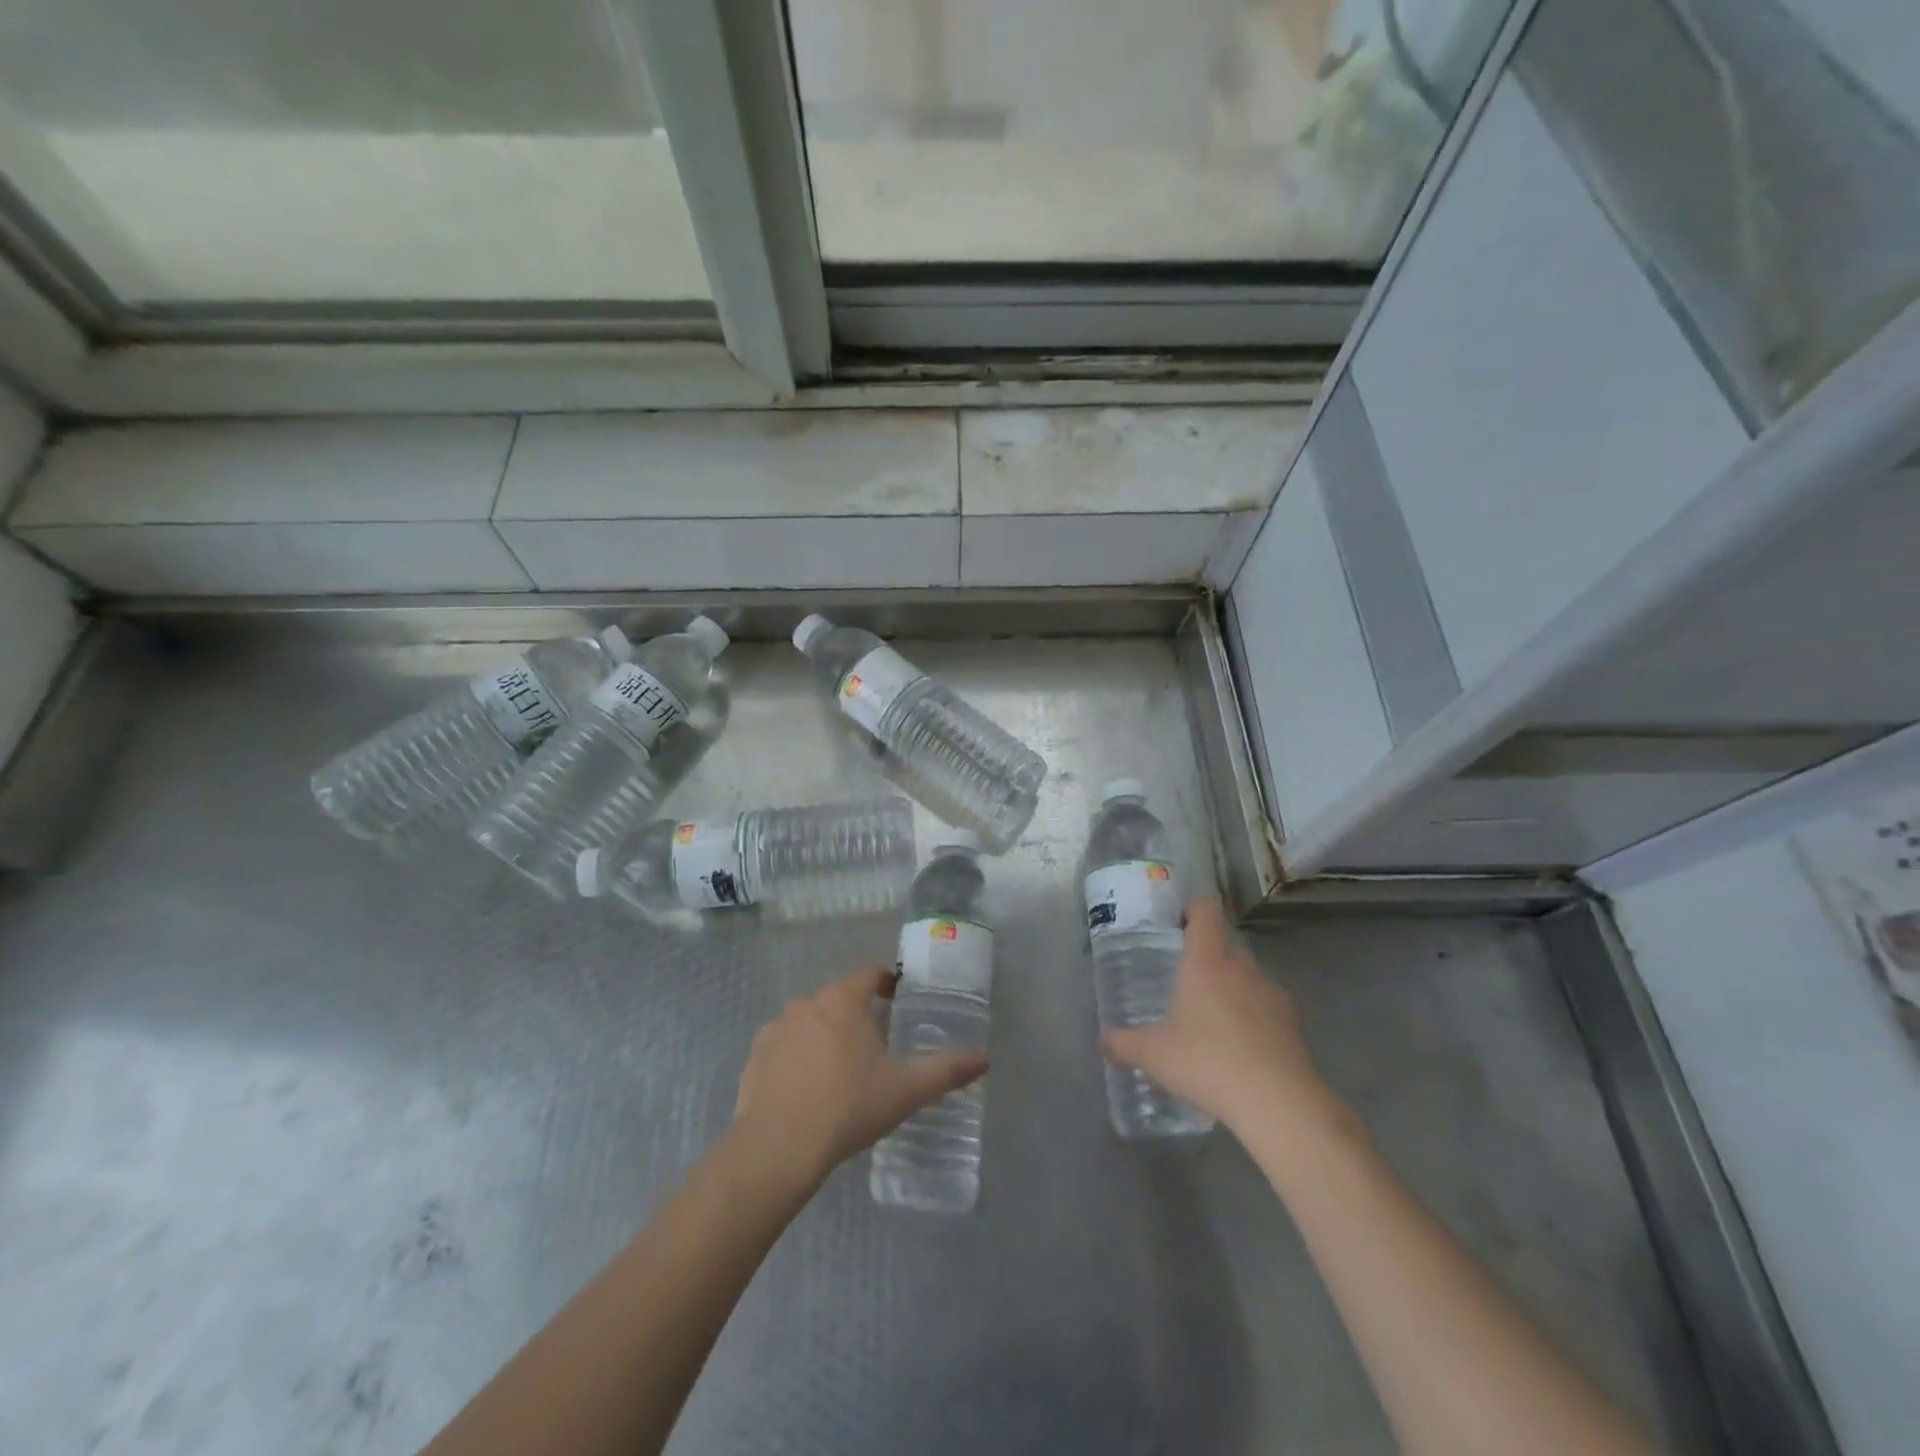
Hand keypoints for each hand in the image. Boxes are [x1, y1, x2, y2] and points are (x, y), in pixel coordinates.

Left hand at [731, 965, 987, 1192]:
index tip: (899, 1001)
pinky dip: (797, 1057)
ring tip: (841, 1071)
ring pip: (810, 1021)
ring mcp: (776, 1028)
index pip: (870, 975)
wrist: (777, 1148)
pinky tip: (806, 1089)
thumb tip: (984, 1058)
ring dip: (826, 1035)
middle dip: (858, 1015)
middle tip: (876, 1047)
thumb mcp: (905, 1090)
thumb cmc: (848, 1107)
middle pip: (840, 998)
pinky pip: (784, 1046)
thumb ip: (946, 1070)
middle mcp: (808, 1003)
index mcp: (844, 1000)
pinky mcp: (755, 1056)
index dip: (887, 983)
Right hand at [1101, 897, 1336, 1134]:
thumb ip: (1123, 1043)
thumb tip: (1102, 1040)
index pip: (1206, 909)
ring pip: (1248, 975)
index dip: (1192, 910)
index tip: (1176, 928)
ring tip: (1213, 1020)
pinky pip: (1267, 1005)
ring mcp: (1272, 993)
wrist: (1278, 1103)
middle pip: (1225, 943)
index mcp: (1206, 960)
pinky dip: (1254, 1016)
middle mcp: (1241, 966)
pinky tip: (1241, 1048)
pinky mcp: (1294, 1022)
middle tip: (1184, 982)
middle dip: (1207, 956)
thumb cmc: (1207, 1063)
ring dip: (1232, 986)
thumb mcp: (1153, 1055)